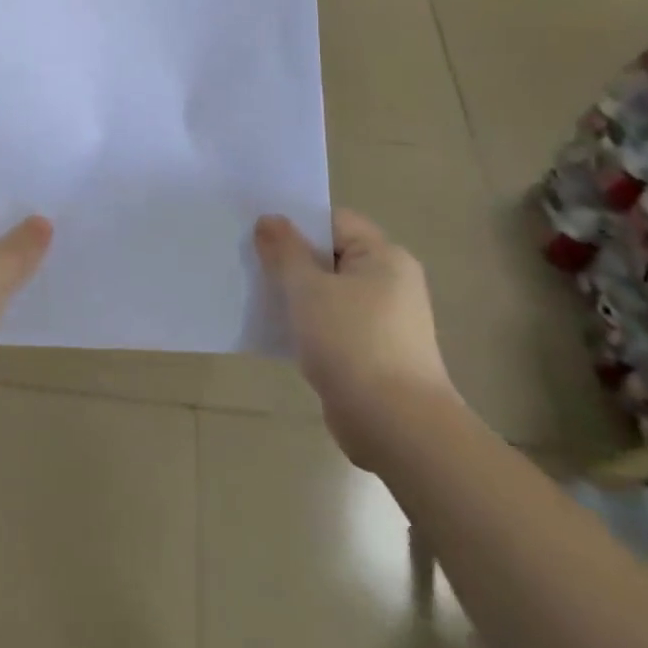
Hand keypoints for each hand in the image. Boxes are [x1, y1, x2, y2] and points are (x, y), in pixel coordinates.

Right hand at [255, 209, 459, 468]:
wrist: (397, 428)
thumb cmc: (352, 343)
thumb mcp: (307, 289)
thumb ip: (284, 250)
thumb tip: (269, 219)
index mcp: (384, 256)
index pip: (333, 221)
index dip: (296, 223)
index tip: (258, 232)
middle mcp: (391, 282)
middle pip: (331, 256)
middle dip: (291, 260)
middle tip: (250, 261)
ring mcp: (386, 321)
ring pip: (330, 293)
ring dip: (298, 295)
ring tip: (258, 295)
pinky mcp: (376, 354)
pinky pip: (335, 325)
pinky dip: (310, 325)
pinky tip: (280, 331)